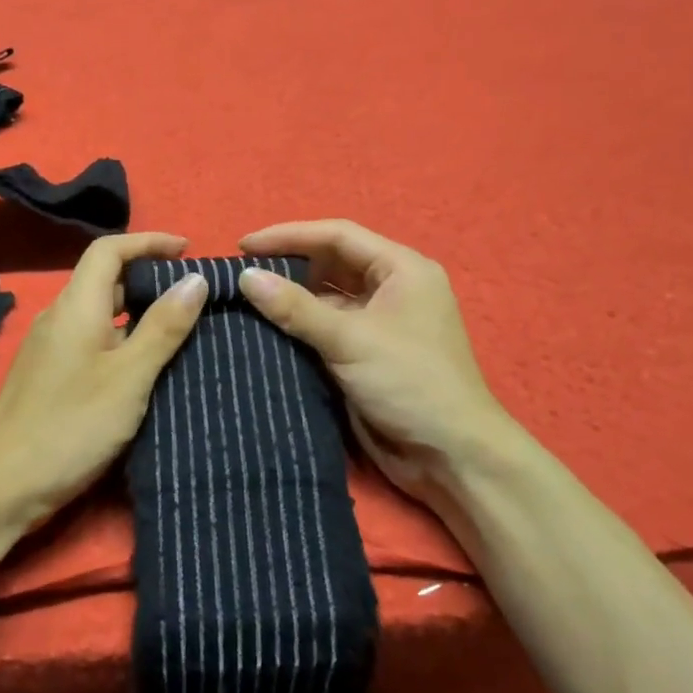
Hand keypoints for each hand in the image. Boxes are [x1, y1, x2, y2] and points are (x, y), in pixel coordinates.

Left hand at [0, 232, 208, 531]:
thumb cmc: (70, 426)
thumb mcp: (129, 377)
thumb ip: (163, 327)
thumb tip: (195, 279)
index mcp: (76, 306)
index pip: (109, 250)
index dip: (148, 241)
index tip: (188, 250)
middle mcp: (59, 318)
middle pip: (104, 278)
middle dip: (148, 276)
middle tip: (192, 293)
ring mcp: (50, 348)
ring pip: (99, 312)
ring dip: (137, 310)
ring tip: (179, 327)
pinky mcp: (48, 376)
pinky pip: (91, 340)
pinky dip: (122, 338)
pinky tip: (144, 365)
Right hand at [238, 219, 518, 508]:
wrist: (451, 457)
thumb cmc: (410, 383)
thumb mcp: (351, 340)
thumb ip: (296, 307)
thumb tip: (246, 277)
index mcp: (402, 269)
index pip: (337, 236)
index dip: (289, 235)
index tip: (244, 245)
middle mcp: (392, 288)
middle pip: (332, 262)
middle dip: (288, 265)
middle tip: (241, 273)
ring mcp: (380, 322)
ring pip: (327, 297)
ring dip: (292, 297)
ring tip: (246, 299)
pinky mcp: (367, 353)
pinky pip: (327, 327)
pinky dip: (300, 325)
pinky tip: (266, 329)